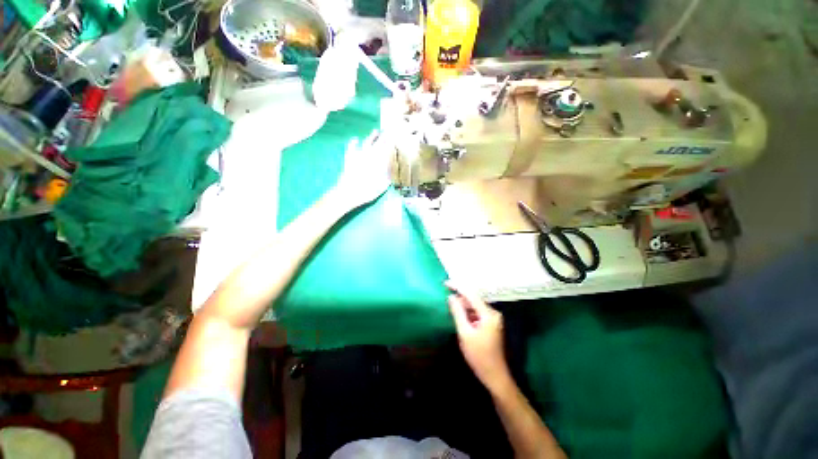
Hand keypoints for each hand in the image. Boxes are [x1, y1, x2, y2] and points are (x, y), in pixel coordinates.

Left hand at [333, 130, 390, 207]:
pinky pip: (351, 149)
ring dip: (371, 138)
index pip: (386, 151)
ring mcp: (358, 158)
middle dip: (383, 138)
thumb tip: (390, 168)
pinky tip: (354, 139)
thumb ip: (386, 178)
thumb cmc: (365, 192)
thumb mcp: (380, 187)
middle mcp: (368, 158)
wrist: (347, 193)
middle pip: (377, 145)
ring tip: (375, 131)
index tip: (395, 137)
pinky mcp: (349, 160)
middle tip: (388, 131)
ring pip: (366, 145)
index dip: (390, 144)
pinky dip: (353, 144)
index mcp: (377, 164)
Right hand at [446, 281, 511, 391]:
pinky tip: (459, 315)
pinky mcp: (490, 324)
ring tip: (450, 305)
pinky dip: (467, 312)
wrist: (495, 376)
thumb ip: (458, 313)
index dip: (458, 287)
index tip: (445, 283)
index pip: (471, 294)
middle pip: (473, 299)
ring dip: (463, 305)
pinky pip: (477, 312)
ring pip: (474, 306)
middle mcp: (493, 313)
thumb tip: (451, 296)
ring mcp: (493, 318)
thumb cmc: (479, 356)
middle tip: (445, 295)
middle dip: (459, 296)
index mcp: (488, 314)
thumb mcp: (465, 333)